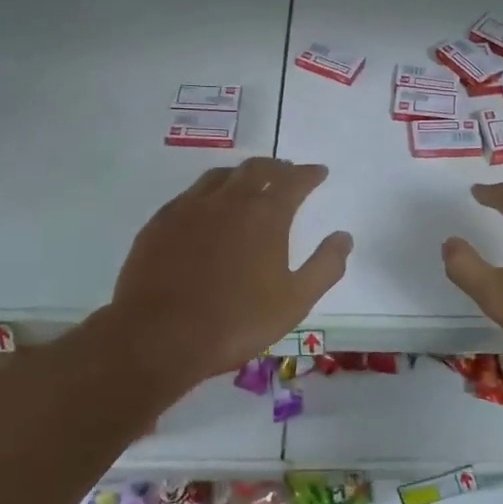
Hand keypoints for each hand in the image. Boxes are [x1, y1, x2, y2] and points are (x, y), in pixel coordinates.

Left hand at [107, 158, 351, 386]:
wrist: (158, 336)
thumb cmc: (236, 321)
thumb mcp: (295, 301)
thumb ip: (325, 266)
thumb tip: (344, 237)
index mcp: (265, 214)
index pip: (294, 180)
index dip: (310, 174)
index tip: (319, 172)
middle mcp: (229, 200)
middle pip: (257, 169)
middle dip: (277, 167)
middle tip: (287, 172)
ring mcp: (190, 207)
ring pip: (221, 176)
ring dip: (242, 174)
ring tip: (248, 183)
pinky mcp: (160, 222)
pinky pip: (190, 194)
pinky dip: (209, 192)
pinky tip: (206, 208)